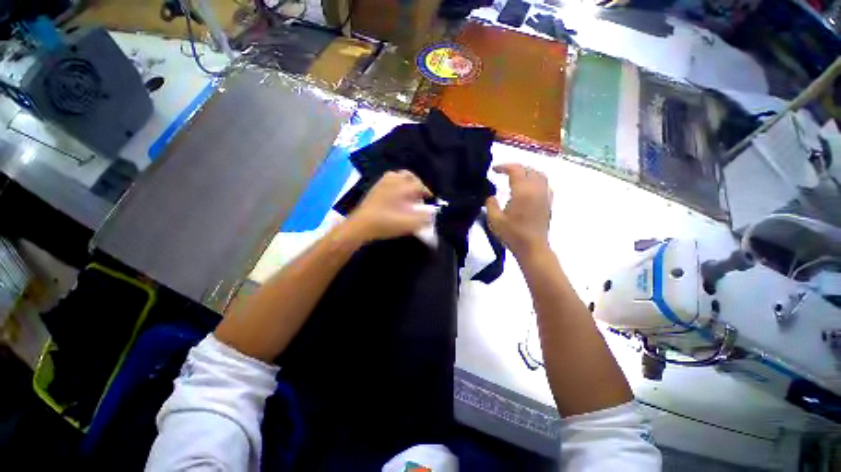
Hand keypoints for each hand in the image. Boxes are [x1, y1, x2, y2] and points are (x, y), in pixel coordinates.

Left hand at [345, 170, 432, 242]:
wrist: (361, 226)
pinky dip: (395, 183)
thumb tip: (431, 214)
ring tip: (408, 192)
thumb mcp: (407, 224)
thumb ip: (423, 219)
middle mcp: (392, 181)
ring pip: (396, 175)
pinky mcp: (374, 189)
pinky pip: (387, 180)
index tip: (429, 198)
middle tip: (419, 193)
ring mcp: (381, 184)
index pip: (418, 184)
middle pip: (408, 175)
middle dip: (416, 183)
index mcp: (401, 188)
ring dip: (405, 182)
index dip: (426, 191)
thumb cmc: (385, 224)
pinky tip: (395, 195)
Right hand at [485, 164, 552, 256]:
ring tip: (516, 177)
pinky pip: (545, 184)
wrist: (532, 247)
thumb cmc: (512, 234)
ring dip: (527, 172)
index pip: (516, 170)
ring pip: (539, 175)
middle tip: (503, 172)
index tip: (494, 169)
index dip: (504, 166)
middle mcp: (537, 190)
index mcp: (523, 192)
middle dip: (515, 168)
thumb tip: (491, 197)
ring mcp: (545, 196)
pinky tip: (529, 187)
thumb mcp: (495, 220)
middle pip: (529, 169)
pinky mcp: (548, 203)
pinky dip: (536, 180)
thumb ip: (490, 204)